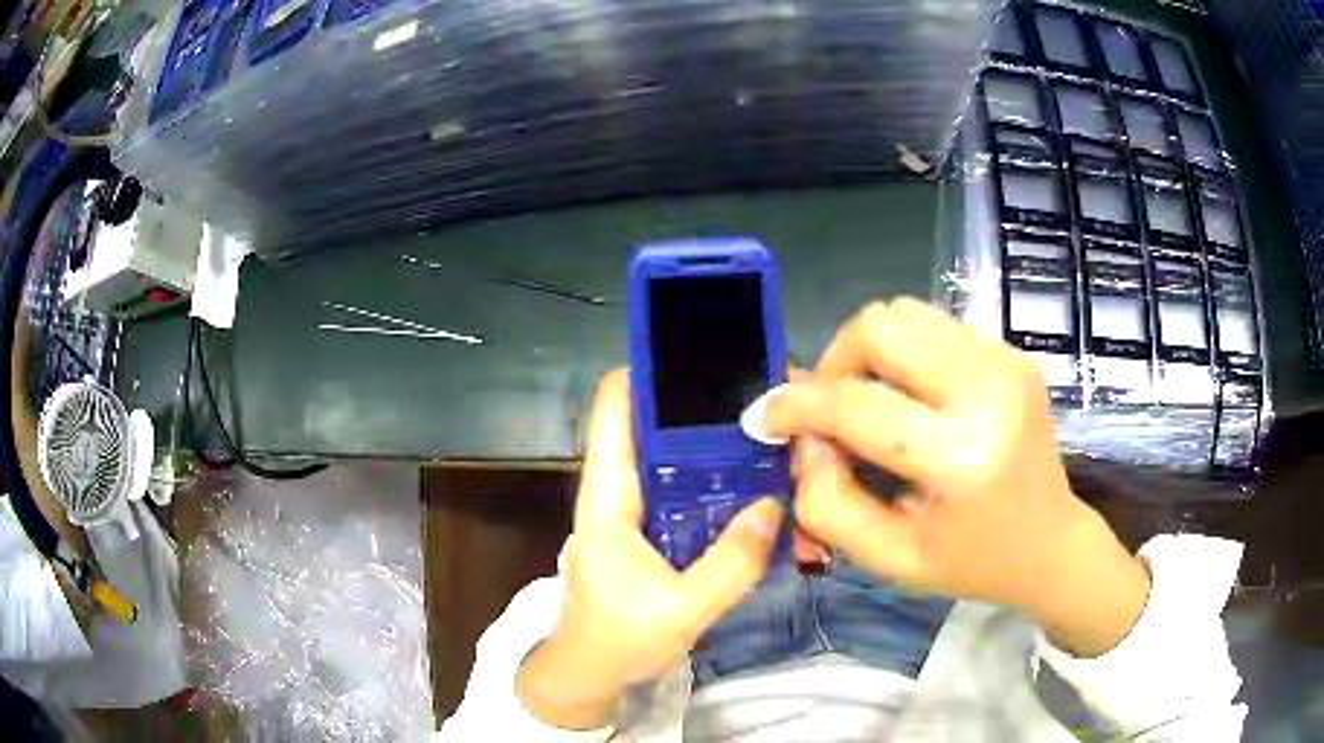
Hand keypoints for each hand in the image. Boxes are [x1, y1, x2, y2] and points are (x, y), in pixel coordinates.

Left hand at [516, 370, 784, 728]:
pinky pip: (693, 496)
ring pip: (684, 462)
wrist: (588, 673)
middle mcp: (622, 488)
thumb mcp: (680, 611)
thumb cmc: (616, 640)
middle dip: (714, 412)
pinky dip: (726, 490)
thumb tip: (772, 506)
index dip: (652, 369)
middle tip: (775, 407)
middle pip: (662, 426)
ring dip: (727, 453)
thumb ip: (729, 565)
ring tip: (782, 444)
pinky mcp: (658, 530)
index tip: (710, 354)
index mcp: (608, 495)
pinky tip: (766, 495)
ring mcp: (641, 509)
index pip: (616, 405)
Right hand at [763, 299, 1149, 656]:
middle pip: (881, 325)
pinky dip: (907, 355)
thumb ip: (829, 502)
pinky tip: (915, 399)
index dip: (797, 406)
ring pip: (906, 313)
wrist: (1051, 541)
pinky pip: (935, 327)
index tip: (766, 416)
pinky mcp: (1012, 352)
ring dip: (871, 352)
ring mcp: (1005, 362)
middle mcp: (988, 392)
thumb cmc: (972, 562)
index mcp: (960, 459)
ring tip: (872, 400)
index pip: (855, 405)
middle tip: (831, 407)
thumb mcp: (890, 558)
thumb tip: (804, 438)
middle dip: (836, 360)